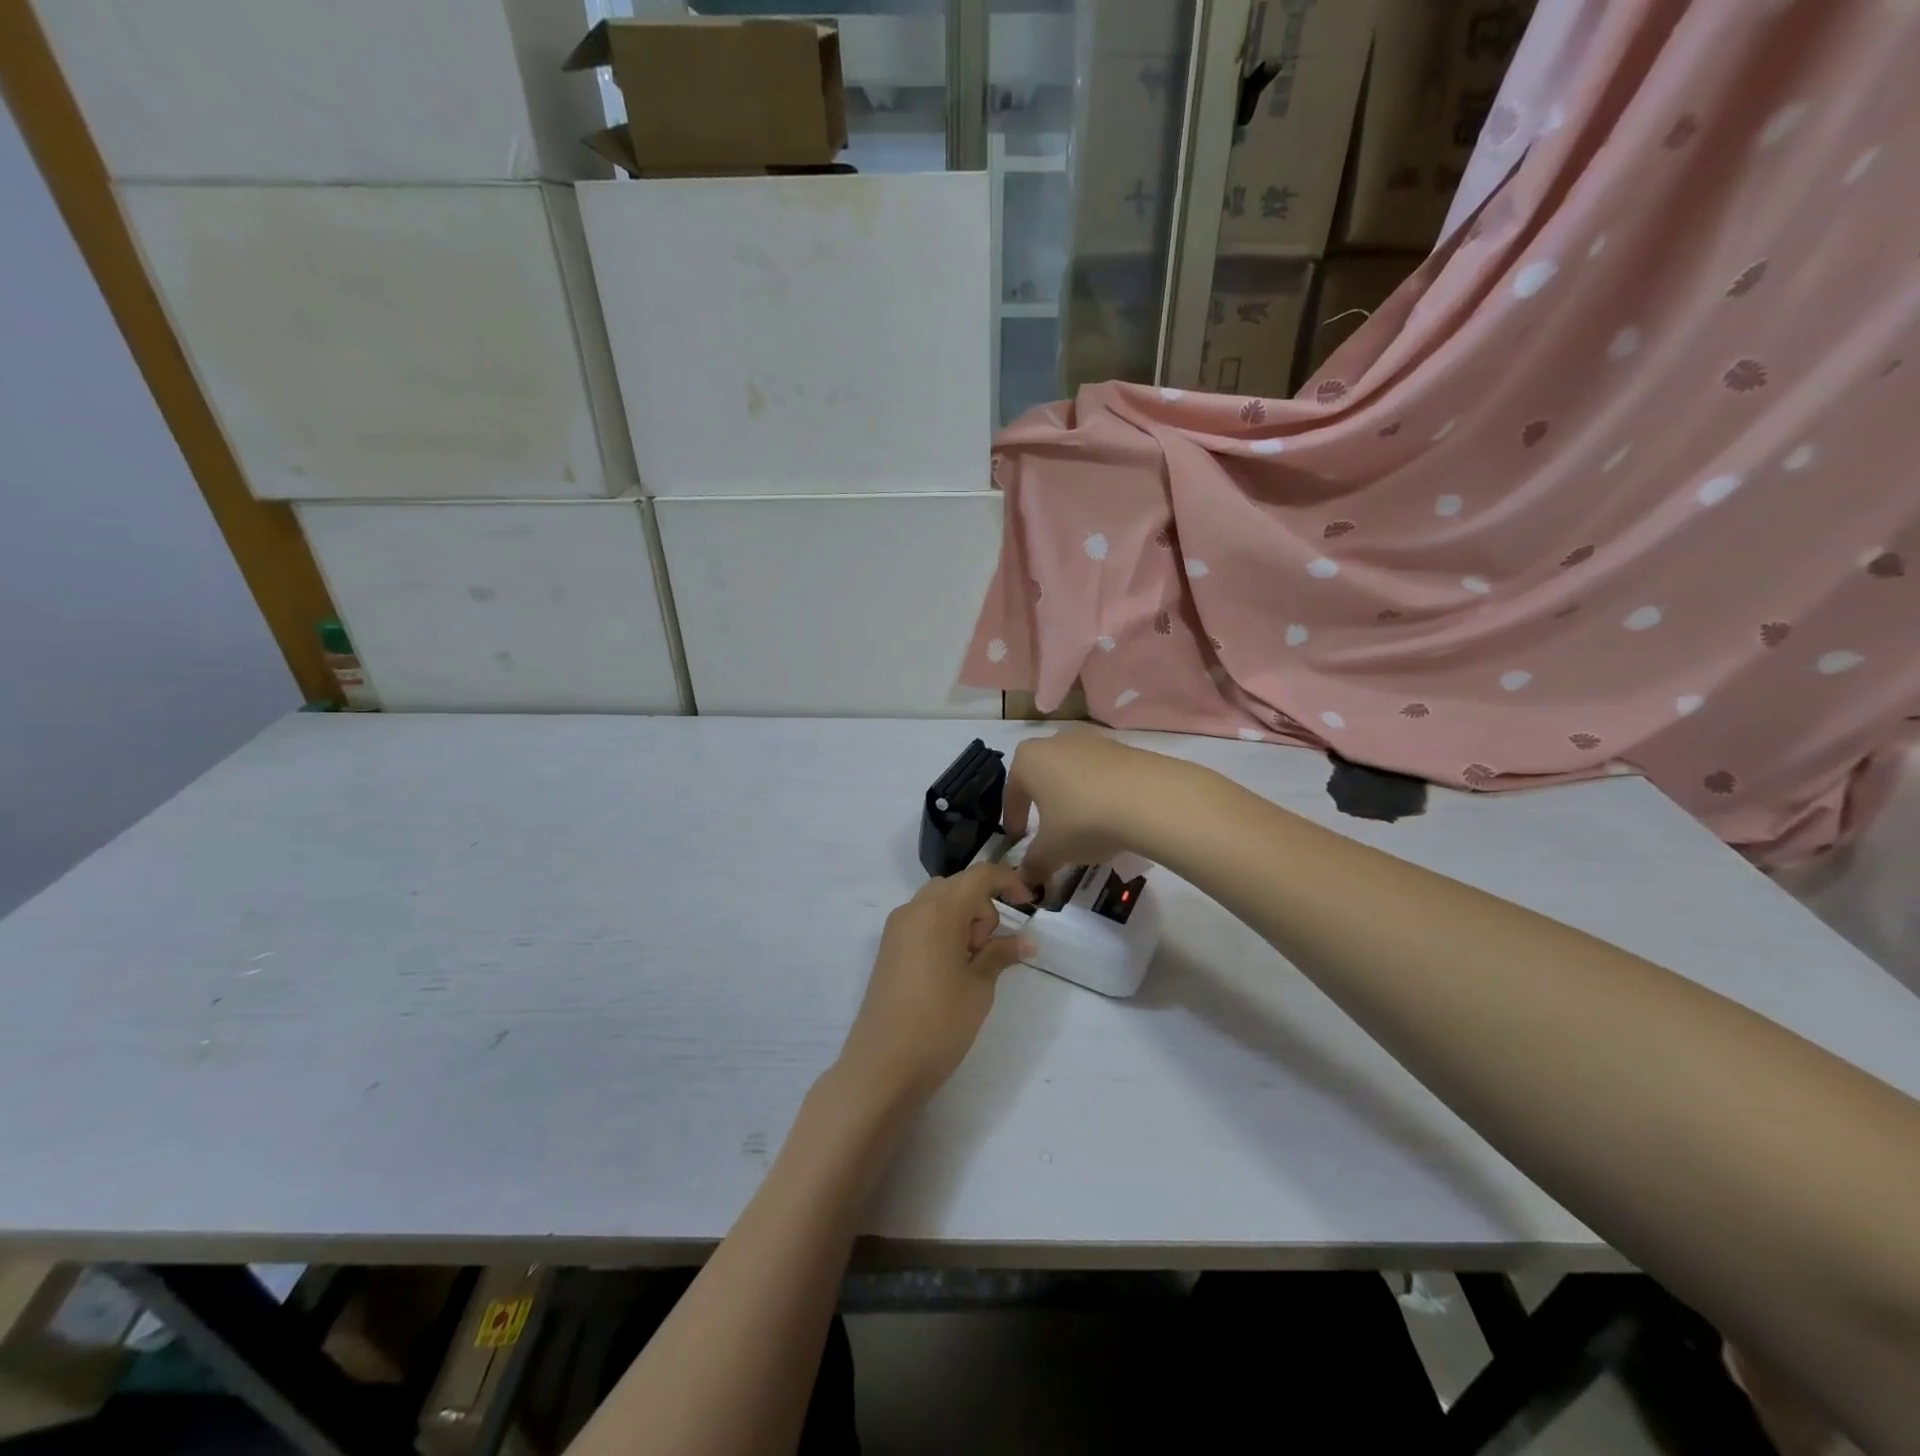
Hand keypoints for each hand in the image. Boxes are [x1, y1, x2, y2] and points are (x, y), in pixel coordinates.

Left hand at [836, 863, 1036, 1105]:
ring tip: (969, 965)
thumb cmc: (939, 1023)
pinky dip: (943, 930)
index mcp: (939, 911)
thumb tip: (1027, 941)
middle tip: (987, 952)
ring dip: (963, 919)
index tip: (1029, 904)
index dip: (1008, 881)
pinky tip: (949, 969)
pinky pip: (922, 921)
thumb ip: (1001, 954)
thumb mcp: (979, 987)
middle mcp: (913, 909)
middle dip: (982, 908)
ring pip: (939, 903)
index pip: (980, 876)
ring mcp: (896, 927)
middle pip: (958, 887)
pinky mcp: (888, 947)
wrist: (883, 1065)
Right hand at [1002, 729, 1187, 887]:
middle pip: (1042, 777)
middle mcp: (1055, 741)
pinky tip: (1112, 816)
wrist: (1150, 798)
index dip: (1013, 820)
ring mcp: (1092, 740)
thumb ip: (1034, 864)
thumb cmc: (1084, 819)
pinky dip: (1100, 793)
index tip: (1018, 840)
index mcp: (1028, 759)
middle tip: (1050, 833)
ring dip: (1073, 797)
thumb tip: (1025, 880)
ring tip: (1084, 827)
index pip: (1012, 792)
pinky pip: (1101, 773)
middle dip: (1043, 805)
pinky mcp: (1123, 747)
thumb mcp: (1053, 850)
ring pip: (1072, 773)